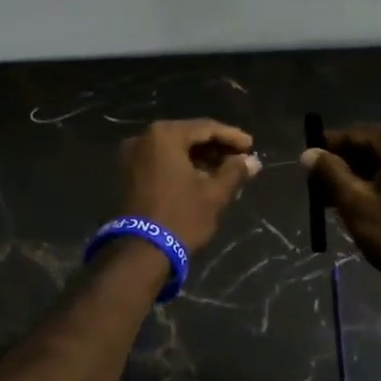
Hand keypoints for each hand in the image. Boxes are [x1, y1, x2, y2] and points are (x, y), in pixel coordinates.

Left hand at [117, 120, 260, 254]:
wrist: (140, 253)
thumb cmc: (180, 217)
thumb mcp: (213, 194)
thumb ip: (234, 172)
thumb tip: (252, 161)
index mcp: (165, 135)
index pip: (206, 128)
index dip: (231, 136)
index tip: (251, 146)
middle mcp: (144, 138)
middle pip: (188, 136)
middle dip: (215, 148)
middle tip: (240, 159)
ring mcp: (132, 156)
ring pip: (174, 149)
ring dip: (200, 158)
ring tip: (225, 172)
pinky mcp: (128, 174)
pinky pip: (161, 161)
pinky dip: (181, 166)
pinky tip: (201, 179)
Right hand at [301, 125, 380, 299]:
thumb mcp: (355, 204)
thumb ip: (329, 174)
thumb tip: (309, 153)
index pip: (354, 135)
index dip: (326, 150)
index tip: (306, 168)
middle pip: (370, 149)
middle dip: (342, 169)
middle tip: (318, 193)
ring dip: (359, 182)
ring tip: (337, 207)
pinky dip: (380, 190)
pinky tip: (365, 213)